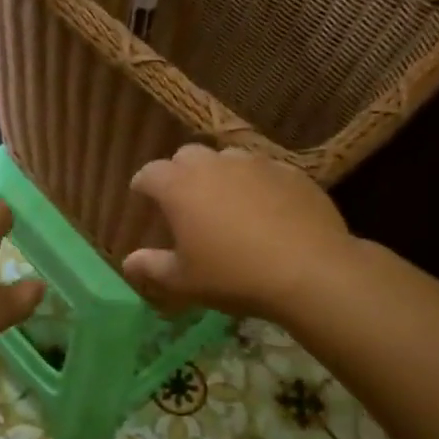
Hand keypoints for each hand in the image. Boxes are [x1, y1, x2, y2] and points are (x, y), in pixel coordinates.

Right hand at [124, 144, 353, 320]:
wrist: (310, 271)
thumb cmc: (234, 276)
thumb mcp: (184, 281)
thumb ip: (152, 268)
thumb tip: (128, 262)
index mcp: (179, 186)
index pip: (149, 173)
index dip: (142, 185)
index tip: (141, 197)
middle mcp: (214, 165)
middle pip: (187, 156)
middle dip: (179, 173)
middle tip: (183, 200)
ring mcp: (255, 164)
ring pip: (227, 158)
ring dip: (219, 174)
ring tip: (225, 201)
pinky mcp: (290, 172)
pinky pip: (263, 171)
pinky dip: (255, 184)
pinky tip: (265, 209)